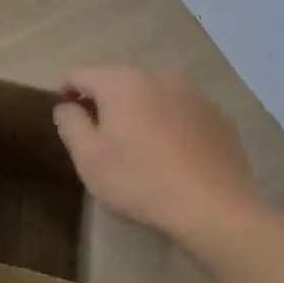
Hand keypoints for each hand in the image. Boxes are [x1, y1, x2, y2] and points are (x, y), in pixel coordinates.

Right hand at [53, 66, 263, 244]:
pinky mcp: (218, 116)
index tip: (67, 122)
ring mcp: (194, 93)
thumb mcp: (88, 158)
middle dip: (106, 104)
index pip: (79, 74)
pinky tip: (174, 157)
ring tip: (141, 150)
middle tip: (103, 141)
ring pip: (153, 96)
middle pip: (118, 82)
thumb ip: (70, 123)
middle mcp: (159, 75)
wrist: (216, 209)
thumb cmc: (140, 181)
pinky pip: (182, 112)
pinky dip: (171, 125)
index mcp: (122, 81)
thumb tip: (66, 106)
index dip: (65, 94)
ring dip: (140, 113)